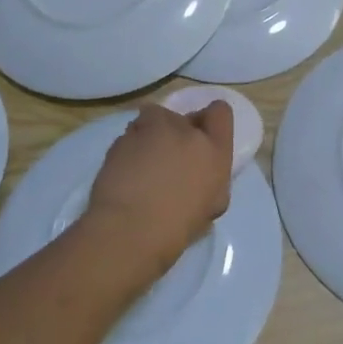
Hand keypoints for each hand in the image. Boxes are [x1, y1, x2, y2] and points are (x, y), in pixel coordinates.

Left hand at [80, 102, 234, 284]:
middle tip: (168, 160)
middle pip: (183, 117)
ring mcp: (151, 130)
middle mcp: (186, 131)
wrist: (128, 230)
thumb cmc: (176, 228)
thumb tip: (199, 175)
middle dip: (176, 133)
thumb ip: (209, 179)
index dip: (209, 122)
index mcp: (214, 150)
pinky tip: (124, 174)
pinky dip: (129, 148)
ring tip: (142, 166)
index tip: (200, 139)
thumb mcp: (209, 207)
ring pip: (153, 120)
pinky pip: (129, 135)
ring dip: (150, 136)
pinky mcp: (122, 137)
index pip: (220, 112)